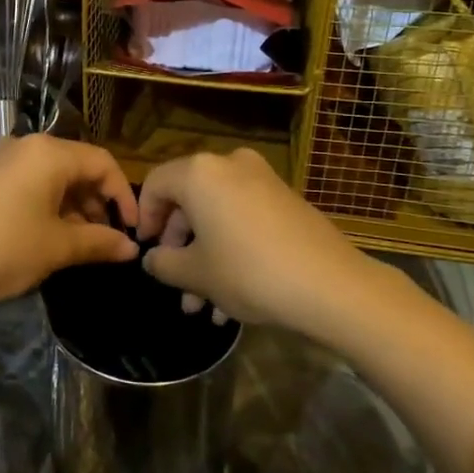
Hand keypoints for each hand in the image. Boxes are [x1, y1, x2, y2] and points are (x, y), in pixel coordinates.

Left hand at [0, 135, 138, 311]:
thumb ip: (100, 242)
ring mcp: (1, 159)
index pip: (102, 163)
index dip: (124, 195)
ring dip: (74, 206)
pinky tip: (51, 236)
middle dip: (98, 202)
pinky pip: (30, 183)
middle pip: (77, 166)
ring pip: (53, 176)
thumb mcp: (57, 248)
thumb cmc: (3, 250)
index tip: (133, 230)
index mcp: (48, 152)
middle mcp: (25, 145)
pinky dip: (49, 205)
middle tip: (108, 239)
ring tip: (82, 243)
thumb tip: (132, 249)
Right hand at [136, 148, 370, 334]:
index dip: (144, 218)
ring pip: (218, 216)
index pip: (155, 184)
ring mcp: (263, 180)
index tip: (146, 251)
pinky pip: (245, 219)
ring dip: (206, 258)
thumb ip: (164, 263)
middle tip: (175, 285)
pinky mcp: (286, 200)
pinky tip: (232, 300)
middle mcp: (230, 165)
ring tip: (202, 307)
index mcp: (200, 173)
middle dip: (180, 247)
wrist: (330, 285)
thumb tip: (153, 258)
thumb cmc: (248, 272)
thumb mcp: (195, 274)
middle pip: (189, 200)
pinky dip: (232, 250)